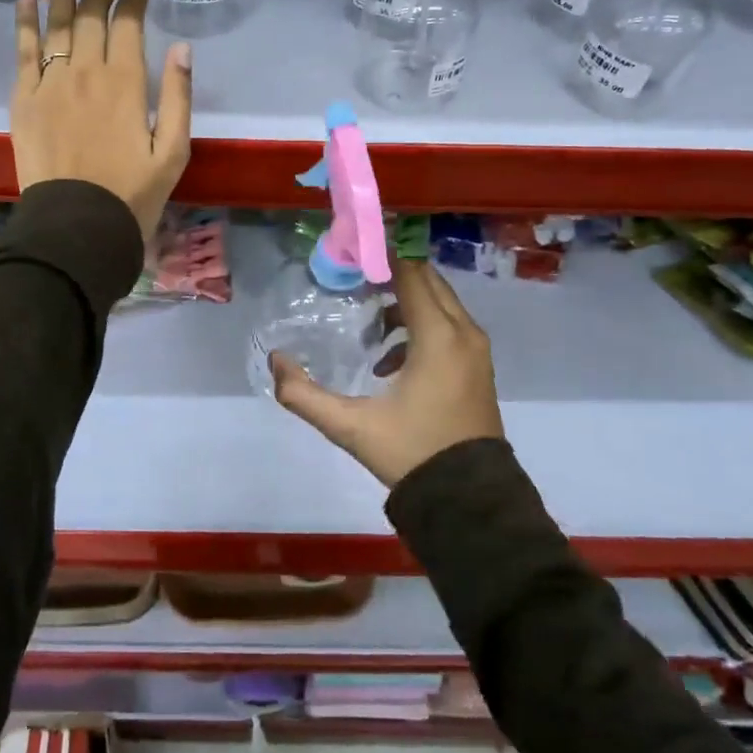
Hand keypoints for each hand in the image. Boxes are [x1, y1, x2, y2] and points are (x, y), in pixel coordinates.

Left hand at [12, 0, 191, 238]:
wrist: (77, 225)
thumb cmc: (132, 193)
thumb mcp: (173, 152)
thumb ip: (178, 97)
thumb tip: (182, 48)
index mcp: (125, 83)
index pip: (129, 21)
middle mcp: (86, 72)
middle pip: (93, 14)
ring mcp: (50, 83)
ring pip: (56, 23)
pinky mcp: (24, 99)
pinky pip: (24, 51)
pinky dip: (25, 21)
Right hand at [270, 259, 504, 487]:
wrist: (471, 500)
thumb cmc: (413, 454)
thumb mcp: (352, 427)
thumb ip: (305, 395)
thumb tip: (275, 362)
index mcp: (438, 337)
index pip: (410, 274)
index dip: (380, 256)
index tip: (350, 251)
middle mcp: (464, 333)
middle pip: (427, 280)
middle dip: (390, 274)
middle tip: (353, 280)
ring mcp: (476, 349)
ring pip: (439, 303)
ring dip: (404, 302)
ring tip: (368, 325)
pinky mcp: (478, 366)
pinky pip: (448, 326)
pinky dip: (420, 326)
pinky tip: (389, 361)